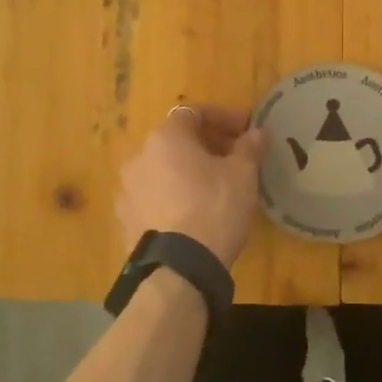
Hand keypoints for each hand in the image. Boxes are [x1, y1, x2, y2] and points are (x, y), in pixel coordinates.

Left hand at [117, 105, 266, 265]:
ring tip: (214, 188)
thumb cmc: (214, 208)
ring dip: (187, 171)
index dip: (223, 118)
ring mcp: (127, 189)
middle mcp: (139, 157)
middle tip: (234, 159)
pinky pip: (154, 196)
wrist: (179, 268)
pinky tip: (192, 212)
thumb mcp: (243, 175)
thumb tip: (256, 133)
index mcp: (165, 137)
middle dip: (206, 145)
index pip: (194, 113)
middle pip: (176, 141)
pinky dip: (173, 195)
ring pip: (163, 169)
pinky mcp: (125, 220)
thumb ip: (249, 148)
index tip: (246, 131)